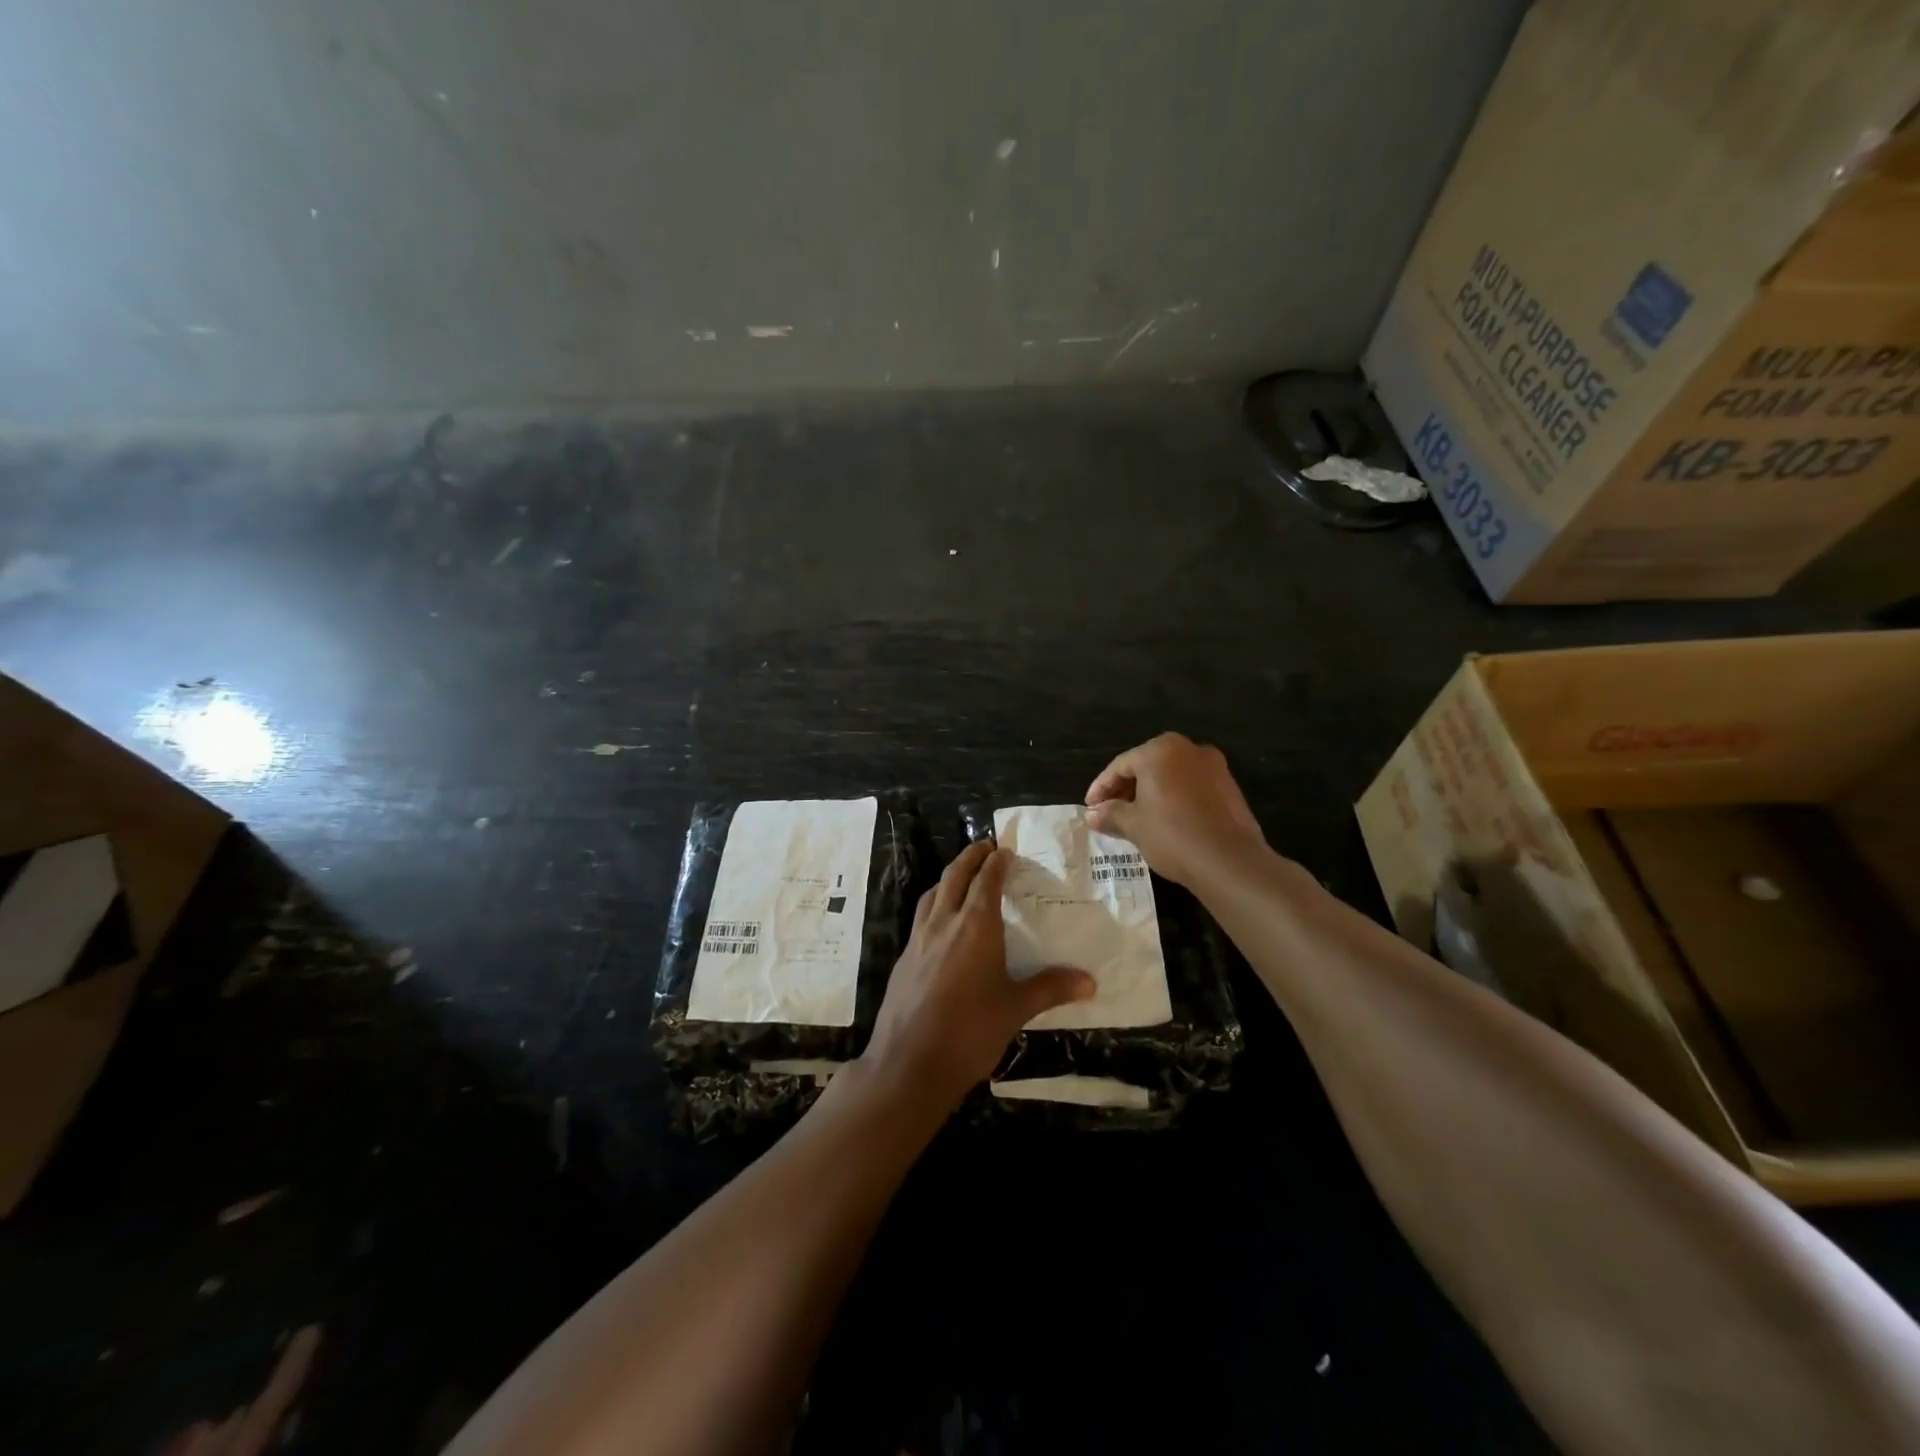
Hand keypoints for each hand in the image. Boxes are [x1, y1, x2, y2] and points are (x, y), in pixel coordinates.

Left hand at [861, 840, 1093, 1113]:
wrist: (909, 1064)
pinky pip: (921, 918)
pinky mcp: (904, 959)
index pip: (986, 880)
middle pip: (954, 876)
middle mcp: (944, 923)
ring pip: (932, 894)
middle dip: (970, 857)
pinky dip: (935, 905)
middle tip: (985, 847)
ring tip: (962, 878)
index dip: (996, 862)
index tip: (1005, 849)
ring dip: (949, 878)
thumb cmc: (969, 1031)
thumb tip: (1090, 981)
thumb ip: (1050, 988)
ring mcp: (918, 940)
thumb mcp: (1015, 1009)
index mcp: (974, 926)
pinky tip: (942, 925)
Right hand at [1085, 732, 1266, 887]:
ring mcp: (1213, 766)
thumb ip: (1110, 814)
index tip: (1090, 808)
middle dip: (1126, 789)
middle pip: (1147, 766)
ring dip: (1150, 794)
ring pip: (1170, 776)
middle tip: (1110, 813)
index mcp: (1160, 750)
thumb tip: (1091, 815)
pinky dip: (1174, 798)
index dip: (1101, 788)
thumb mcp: (1133, 825)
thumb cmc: (1172, 834)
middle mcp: (1188, 749)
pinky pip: (1191, 787)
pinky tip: (1165, 821)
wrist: (1229, 860)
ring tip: (1136, 819)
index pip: (1121, 766)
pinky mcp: (1229, 787)